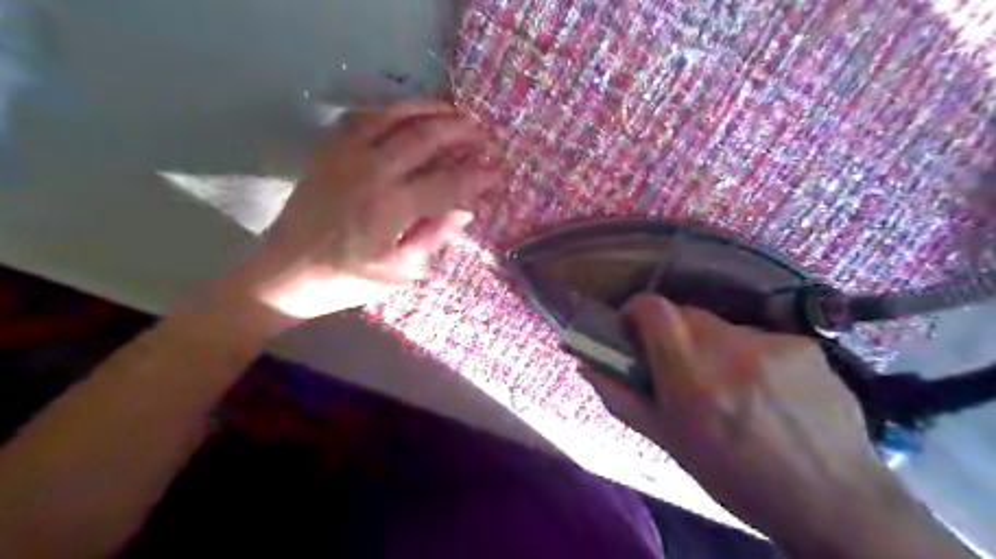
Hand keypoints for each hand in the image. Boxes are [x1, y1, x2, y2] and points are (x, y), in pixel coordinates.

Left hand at [219, 103, 497, 325]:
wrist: (286, 273)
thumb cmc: (348, 280)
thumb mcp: (399, 271)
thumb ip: (433, 236)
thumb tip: (464, 210)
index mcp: (392, 206)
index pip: (447, 183)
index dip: (477, 175)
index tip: (497, 170)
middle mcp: (371, 171)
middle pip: (424, 137)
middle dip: (459, 131)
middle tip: (483, 132)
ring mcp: (346, 155)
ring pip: (394, 116)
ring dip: (428, 109)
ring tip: (453, 111)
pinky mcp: (328, 151)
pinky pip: (362, 117)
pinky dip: (390, 110)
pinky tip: (406, 113)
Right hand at [580, 294, 930, 555]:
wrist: (836, 503)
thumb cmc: (738, 480)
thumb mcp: (671, 445)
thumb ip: (623, 400)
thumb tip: (586, 368)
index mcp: (692, 380)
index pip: (655, 310)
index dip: (637, 309)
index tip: (633, 327)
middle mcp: (730, 352)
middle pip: (685, 314)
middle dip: (673, 333)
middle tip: (681, 366)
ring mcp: (772, 345)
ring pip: (722, 326)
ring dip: (713, 346)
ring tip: (729, 385)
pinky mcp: (804, 345)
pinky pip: (758, 337)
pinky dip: (750, 354)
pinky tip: (768, 389)